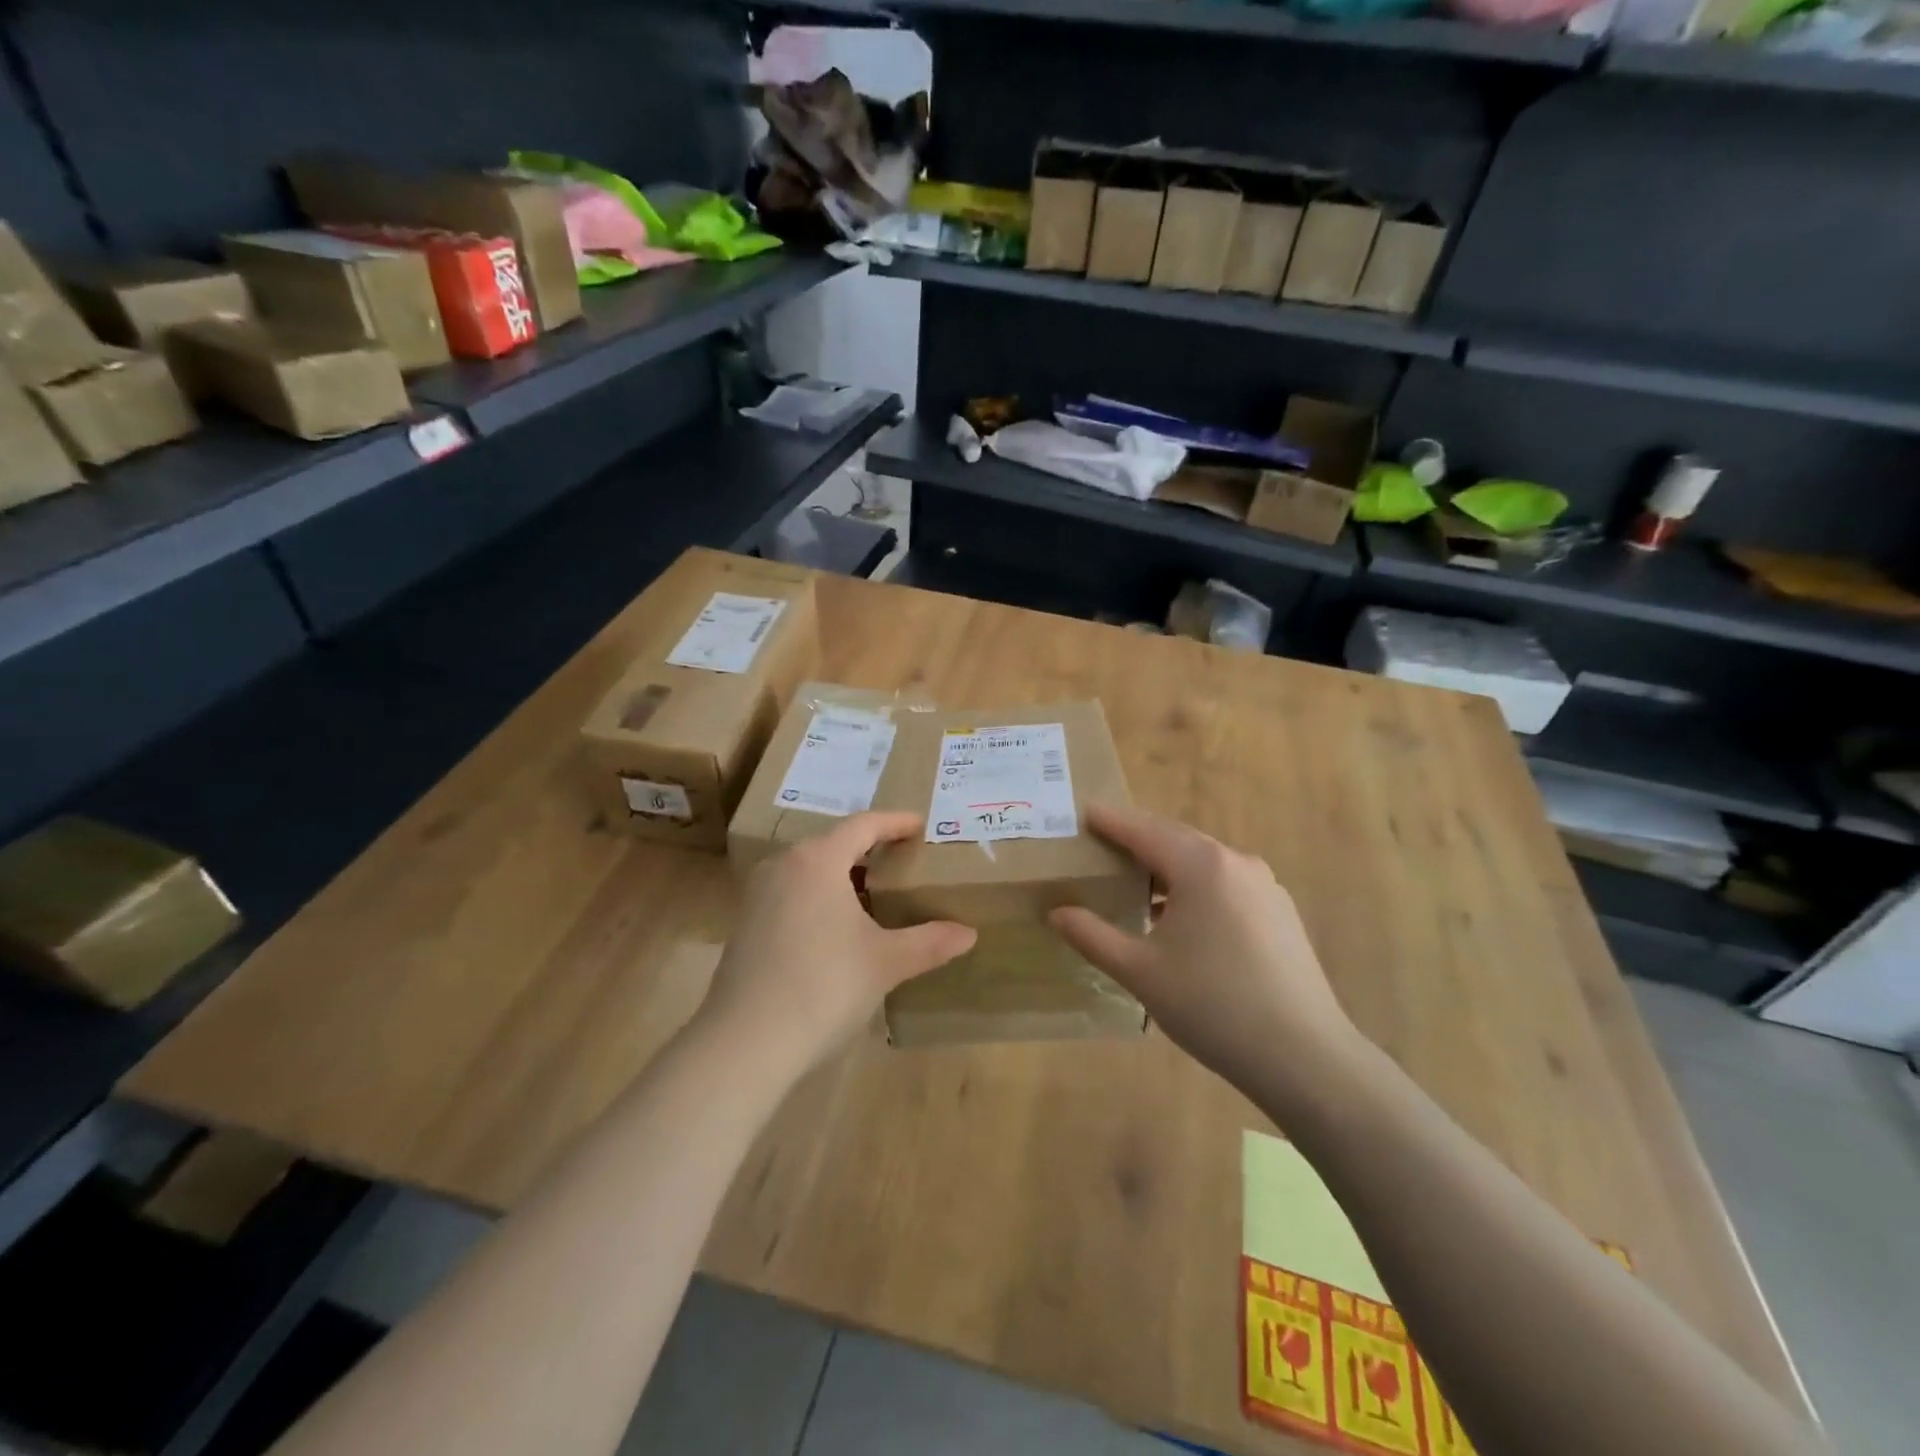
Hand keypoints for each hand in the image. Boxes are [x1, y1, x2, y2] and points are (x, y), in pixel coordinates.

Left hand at [699, 812, 975, 1074]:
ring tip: (875, 894)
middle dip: (870, 849)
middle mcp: (784, 865)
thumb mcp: (885, 962)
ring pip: (810, 870)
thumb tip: (969, 934)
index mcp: (818, 860)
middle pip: (834, 844)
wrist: (745, 1042)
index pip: (863, 825)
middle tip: (904, 860)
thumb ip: (929, 942)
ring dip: (843, 875)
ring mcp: (759, 895)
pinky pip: (792, 893)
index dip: (895, 822)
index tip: (920, 825)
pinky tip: (838, 928)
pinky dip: (820, 897)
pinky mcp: (747, 924)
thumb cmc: (824, 986)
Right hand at [1049, 804, 1362, 1097]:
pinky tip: (1179, 916)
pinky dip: (1193, 885)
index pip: (1143, 830)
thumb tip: (1057, 913)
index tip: (1083, 812)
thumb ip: (1092, 936)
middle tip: (1101, 844)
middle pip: (1175, 838)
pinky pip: (1225, 882)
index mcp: (1200, 865)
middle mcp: (1235, 862)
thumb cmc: (1212, 1005)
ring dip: (1166, 865)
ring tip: (1134, 881)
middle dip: (1137, 838)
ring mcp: (1264, 886)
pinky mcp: (1279, 912)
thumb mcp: (1140, 971)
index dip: (1110, 821)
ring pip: (1202, 861)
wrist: (1304, 1056)